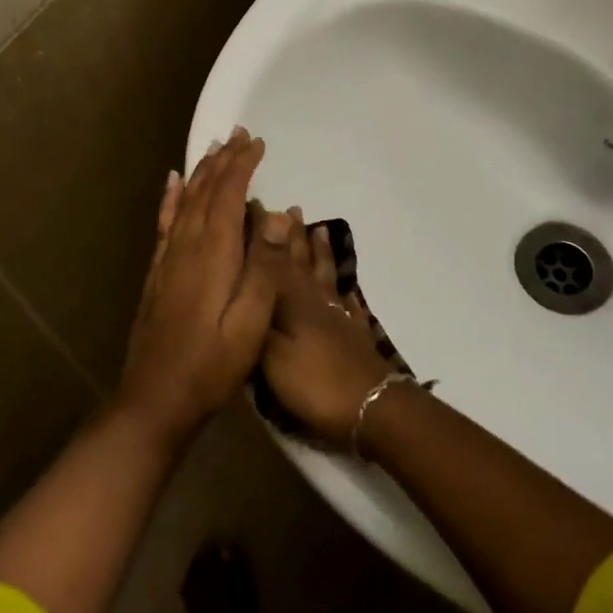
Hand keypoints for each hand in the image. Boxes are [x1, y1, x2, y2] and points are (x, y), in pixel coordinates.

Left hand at [117, 128, 292, 446]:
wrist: (155, 397)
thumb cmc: (211, 364)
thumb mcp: (250, 322)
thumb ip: (264, 267)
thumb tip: (275, 214)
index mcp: (212, 254)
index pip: (228, 196)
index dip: (242, 166)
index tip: (257, 142)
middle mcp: (187, 246)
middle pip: (205, 191)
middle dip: (223, 160)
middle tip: (239, 134)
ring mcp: (168, 258)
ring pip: (186, 201)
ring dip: (201, 172)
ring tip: (213, 148)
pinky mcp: (158, 272)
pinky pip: (166, 222)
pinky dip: (172, 197)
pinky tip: (173, 183)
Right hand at [260, 217, 398, 444]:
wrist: (371, 406)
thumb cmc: (313, 381)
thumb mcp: (270, 353)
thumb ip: (257, 316)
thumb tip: (242, 281)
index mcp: (291, 301)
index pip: (273, 260)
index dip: (264, 235)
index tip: (256, 207)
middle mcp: (314, 300)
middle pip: (302, 261)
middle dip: (294, 235)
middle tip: (291, 209)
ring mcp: (338, 315)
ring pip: (325, 275)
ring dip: (320, 252)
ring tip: (319, 230)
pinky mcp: (355, 333)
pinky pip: (347, 301)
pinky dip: (344, 288)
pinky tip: (345, 284)